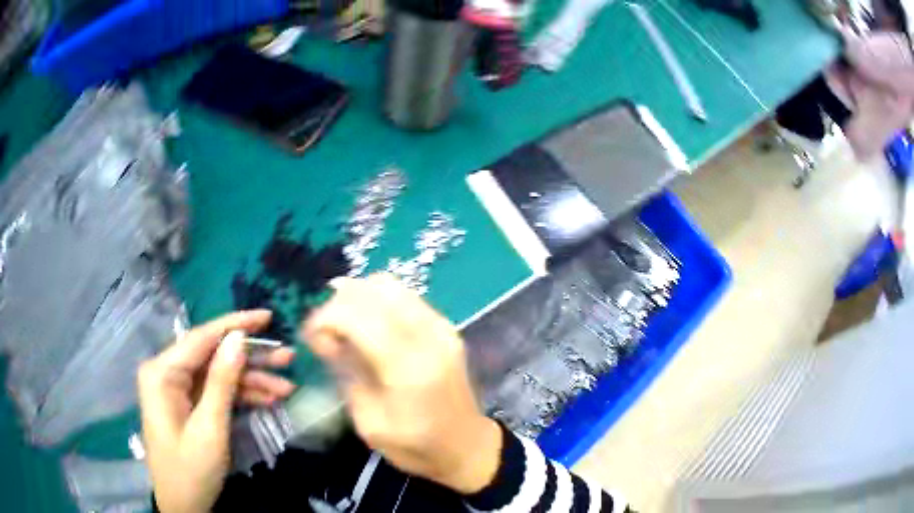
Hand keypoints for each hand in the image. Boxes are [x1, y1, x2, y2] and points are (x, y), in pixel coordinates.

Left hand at [138, 310, 296, 512]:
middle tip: (288, 358)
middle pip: (212, 356)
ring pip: (218, 375)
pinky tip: (269, 400)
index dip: (235, 325)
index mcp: (162, 373)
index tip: (268, 316)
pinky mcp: (187, 404)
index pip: (201, 338)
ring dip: (251, 381)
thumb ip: (221, 382)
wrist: (183, 506)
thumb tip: (237, 338)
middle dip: (250, 359)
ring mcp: (176, 389)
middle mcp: (166, 373)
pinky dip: (241, 396)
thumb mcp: (210, 428)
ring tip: (287, 386)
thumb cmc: (191, 470)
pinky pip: (215, 392)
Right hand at [304, 274, 501, 494]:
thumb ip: (347, 373)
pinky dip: (379, 300)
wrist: (467, 447)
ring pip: (391, 285)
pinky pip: (406, 296)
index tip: (309, 334)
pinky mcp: (446, 326)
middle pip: (375, 291)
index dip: (326, 317)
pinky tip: (367, 323)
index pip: (358, 317)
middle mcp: (428, 336)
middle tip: (325, 330)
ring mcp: (442, 327)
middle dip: (339, 302)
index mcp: (408, 367)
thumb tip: (323, 336)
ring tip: (342, 323)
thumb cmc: (416, 446)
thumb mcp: (370, 422)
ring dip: (359, 296)